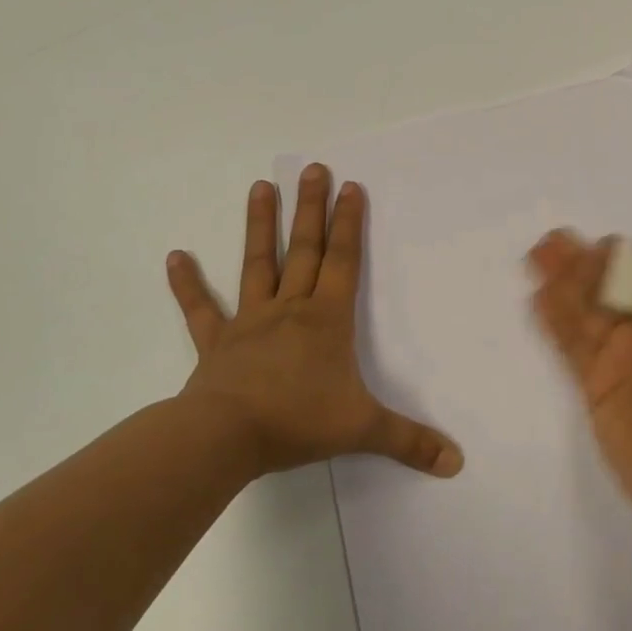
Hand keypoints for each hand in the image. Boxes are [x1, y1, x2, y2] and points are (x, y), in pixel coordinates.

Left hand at [167, 164, 464, 480]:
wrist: (224, 439)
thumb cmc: (297, 422)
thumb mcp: (363, 430)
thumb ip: (410, 441)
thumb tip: (457, 462)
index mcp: (326, 319)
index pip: (342, 260)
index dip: (349, 223)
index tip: (350, 187)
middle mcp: (289, 308)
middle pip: (303, 249)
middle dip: (310, 208)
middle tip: (312, 168)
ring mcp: (248, 321)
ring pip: (255, 264)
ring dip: (258, 225)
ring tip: (260, 187)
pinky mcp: (215, 343)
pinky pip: (200, 309)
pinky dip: (187, 284)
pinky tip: (174, 256)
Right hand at [527, 230, 631, 537]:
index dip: (618, 260)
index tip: (597, 245)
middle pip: (607, 291)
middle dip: (581, 266)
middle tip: (551, 241)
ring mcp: (617, 360)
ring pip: (584, 314)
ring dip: (562, 286)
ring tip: (537, 257)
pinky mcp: (593, 386)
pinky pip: (570, 346)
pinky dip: (555, 323)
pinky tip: (538, 299)